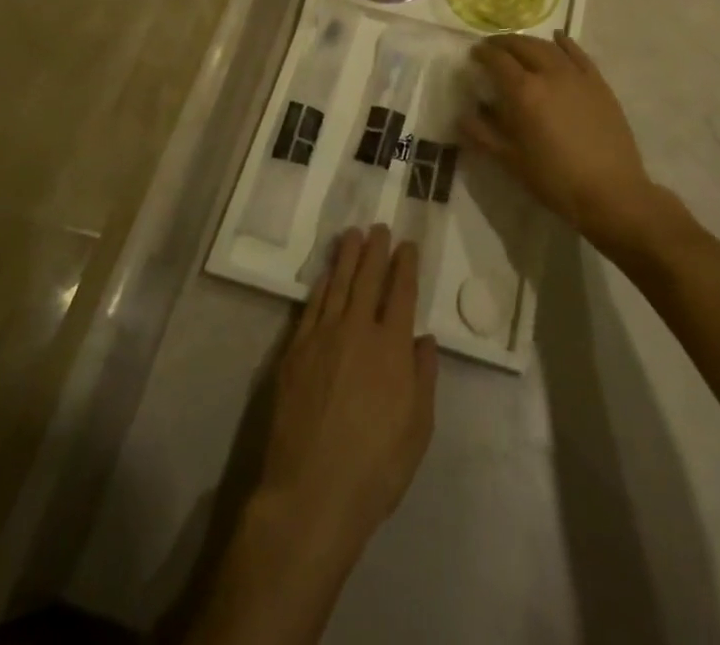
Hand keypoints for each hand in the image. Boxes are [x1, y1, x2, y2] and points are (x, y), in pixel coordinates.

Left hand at [256, 225, 436, 566]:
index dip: (406, 265)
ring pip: (338, 285)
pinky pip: (312, 307)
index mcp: (392, 348)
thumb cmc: (375, 467)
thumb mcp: (418, 429)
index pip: (402, 293)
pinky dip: (322, 285)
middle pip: (368, 278)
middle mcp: (357, 331)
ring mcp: (322, 337)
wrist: (311, 492)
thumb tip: (424, 339)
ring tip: (352, 235)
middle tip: (379, 226)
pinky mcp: (295, 351)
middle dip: (376, 249)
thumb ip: (423, 377)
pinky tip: (327, 275)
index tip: (408, 245)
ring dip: (347, 257)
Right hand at [463, 32, 658, 254]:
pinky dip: (564, 43)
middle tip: (492, 47)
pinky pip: (578, 54)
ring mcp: (577, 76)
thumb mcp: (511, 161)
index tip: (474, 54)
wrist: (611, 191)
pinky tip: (558, 39)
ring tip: (519, 46)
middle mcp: (549, 74)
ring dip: (529, 42)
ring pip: (548, 47)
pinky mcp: (598, 83)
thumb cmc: (555, 179)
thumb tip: (462, 115)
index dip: (483, 53)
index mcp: (524, 92)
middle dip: (503, 43)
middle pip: (522, 46)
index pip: (498, 60)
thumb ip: (483, 134)